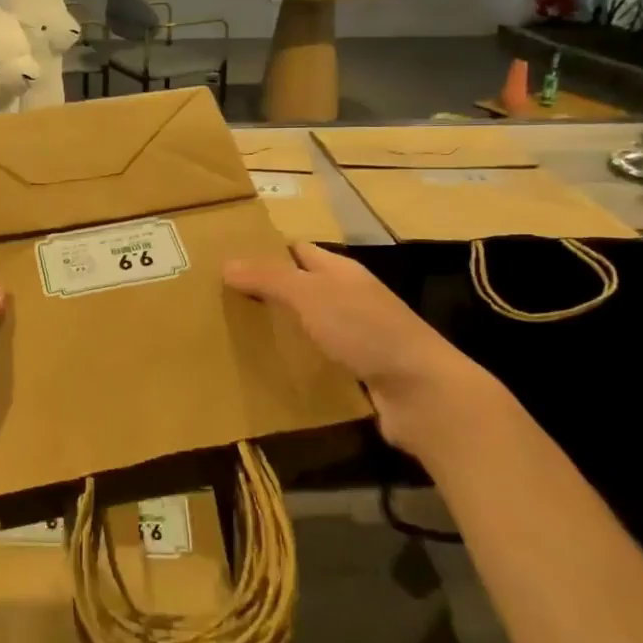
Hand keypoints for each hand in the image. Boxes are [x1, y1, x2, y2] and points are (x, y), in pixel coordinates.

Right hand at [223, 242, 515, 461]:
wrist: (421, 392)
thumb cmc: (366, 331)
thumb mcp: (312, 296)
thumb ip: (270, 278)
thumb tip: (227, 263)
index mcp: (340, 272)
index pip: (297, 250)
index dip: (265, 251)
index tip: (227, 260)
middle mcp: (349, 298)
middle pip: (301, 287)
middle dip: (266, 292)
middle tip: (221, 301)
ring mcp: (356, 335)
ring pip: (308, 324)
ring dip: (279, 328)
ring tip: (235, 335)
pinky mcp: (358, 371)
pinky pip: (317, 358)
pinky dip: (295, 360)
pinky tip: (270, 370)